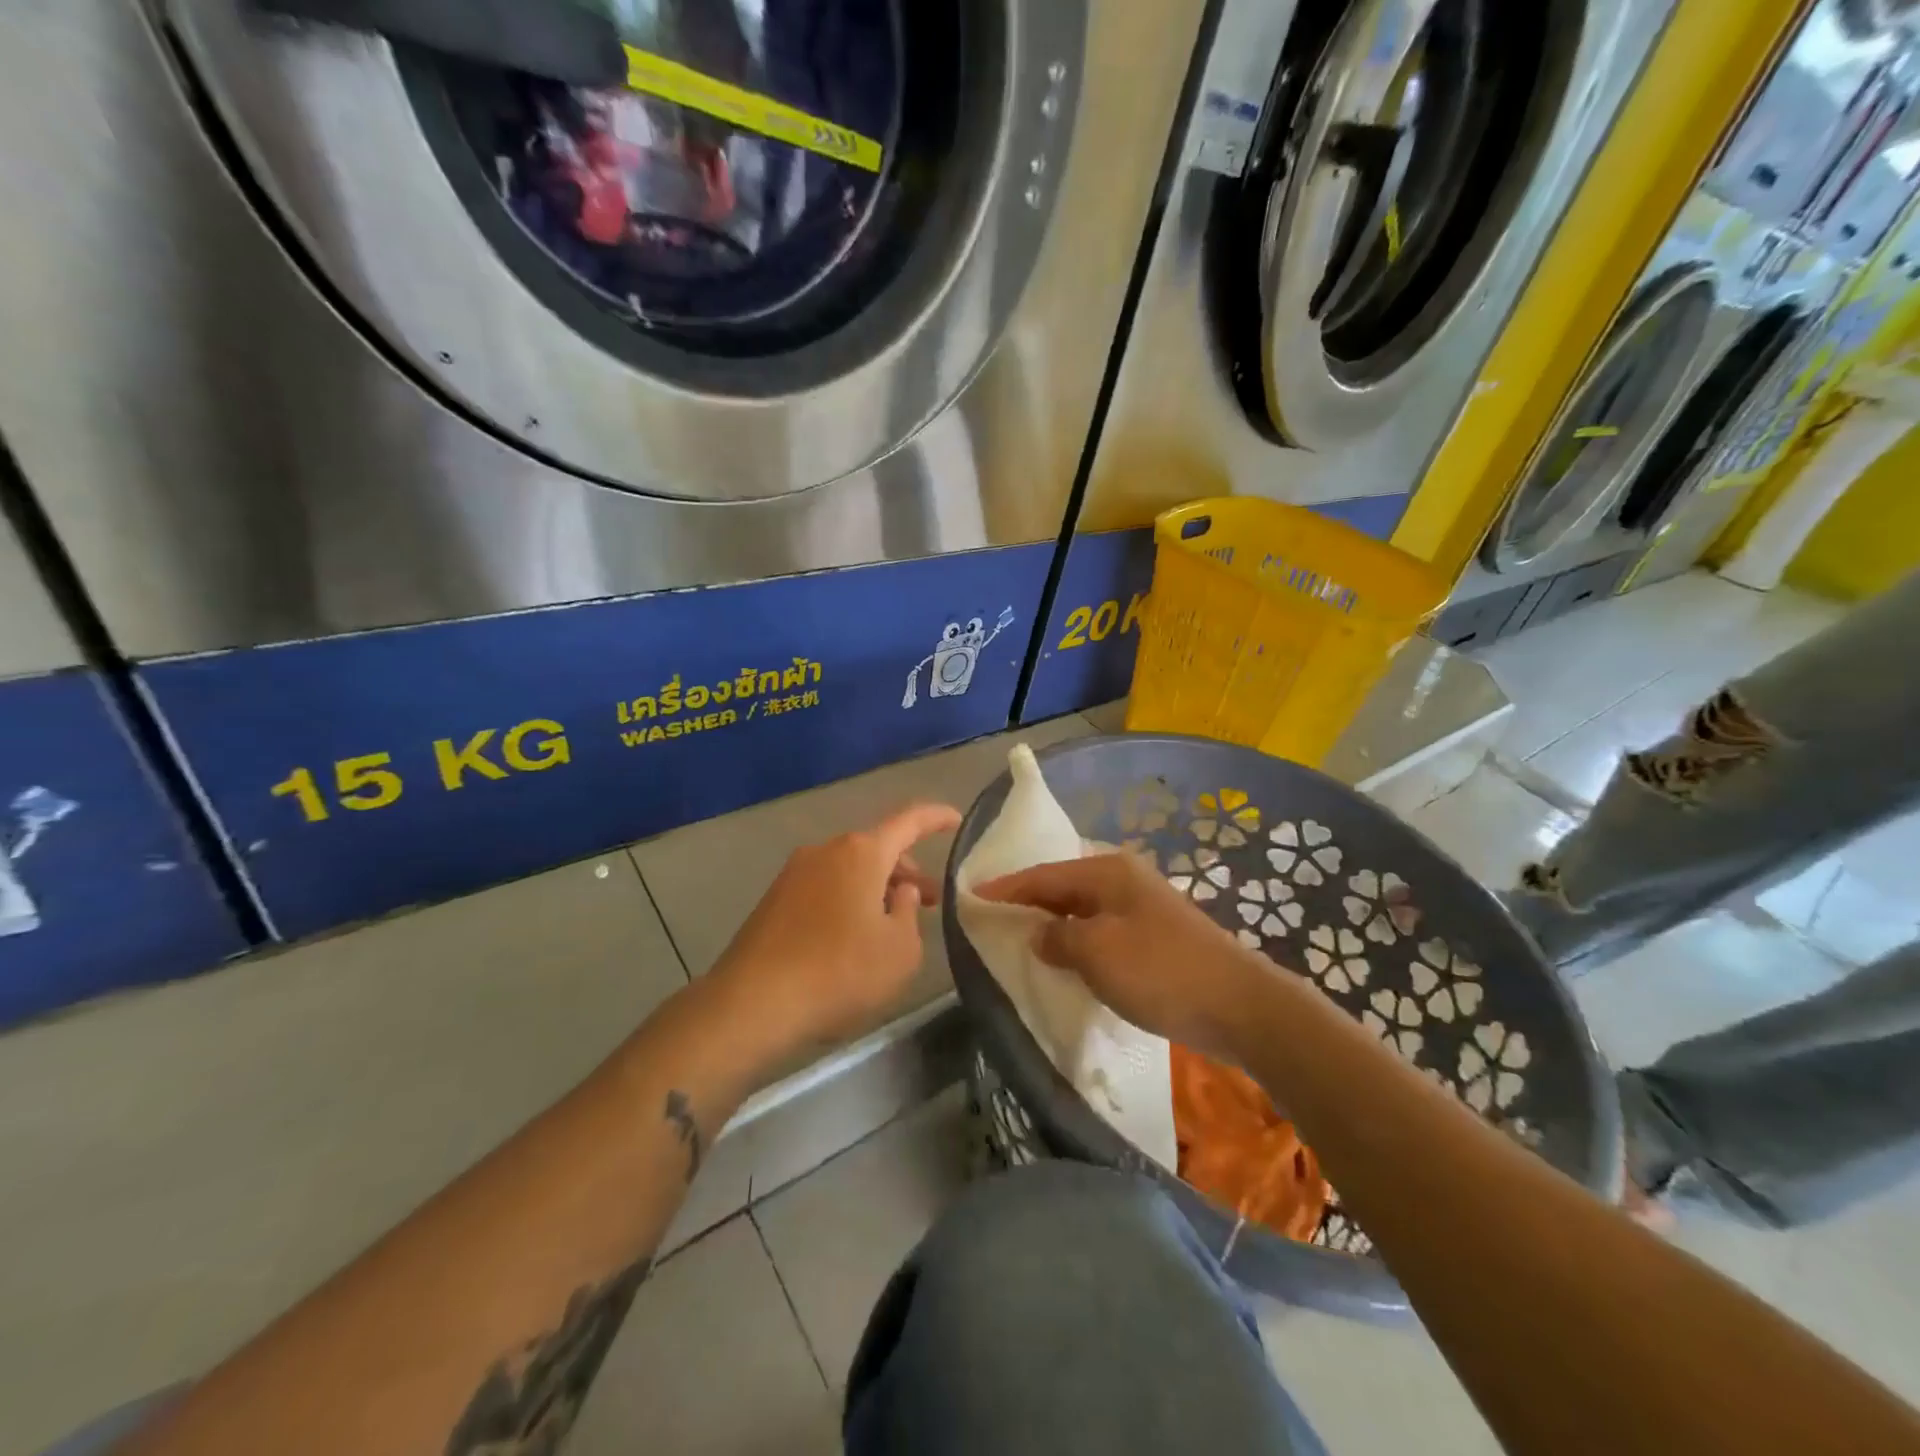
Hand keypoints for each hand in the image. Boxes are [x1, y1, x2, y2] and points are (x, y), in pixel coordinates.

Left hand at [710, 803, 961, 1064]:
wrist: (752, 1003)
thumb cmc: (839, 972)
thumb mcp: (899, 950)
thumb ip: (908, 912)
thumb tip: (899, 890)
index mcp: (862, 852)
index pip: (909, 820)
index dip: (937, 818)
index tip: (958, 821)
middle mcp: (826, 850)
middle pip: (878, 847)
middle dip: (907, 869)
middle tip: (929, 901)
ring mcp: (795, 872)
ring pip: (850, 868)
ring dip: (877, 887)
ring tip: (892, 923)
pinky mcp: (774, 899)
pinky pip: (825, 886)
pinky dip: (848, 899)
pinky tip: (853, 936)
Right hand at [978, 852, 1266, 1058]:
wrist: (1240, 1005)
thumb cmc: (1160, 971)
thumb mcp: (1096, 953)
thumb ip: (1057, 938)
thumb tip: (1038, 934)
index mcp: (1107, 872)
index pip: (1042, 875)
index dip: (1005, 887)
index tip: (971, 895)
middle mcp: (1124, 879)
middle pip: (1063, 887)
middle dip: (1028, 902)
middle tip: (993, 917)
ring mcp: (1143, 906)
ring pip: (1083, 910)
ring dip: (1054, 924)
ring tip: (1022, 938)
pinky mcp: (1156, 935)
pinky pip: (1103, 930)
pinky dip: (1079, 941)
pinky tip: (1069, 959)